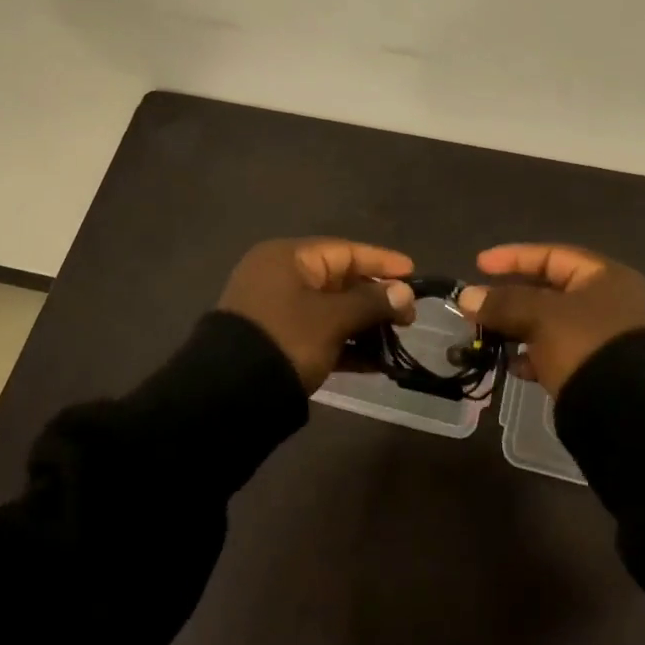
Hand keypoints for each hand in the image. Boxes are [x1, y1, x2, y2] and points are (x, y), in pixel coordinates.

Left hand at [218, 238, 416, 392]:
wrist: (231, 392)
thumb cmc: (287, 339)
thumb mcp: (333, 319)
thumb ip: (371, 302)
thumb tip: (403, 293)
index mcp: (288, 258)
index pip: (345, 251)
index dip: (382, 262)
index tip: (413, 273)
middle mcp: (280, 277)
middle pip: (339, 280)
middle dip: (376, 297)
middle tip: (409, 315)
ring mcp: (276, 310)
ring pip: (331, 310)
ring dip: (364, 324)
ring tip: (397, 339)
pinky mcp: (277, 341)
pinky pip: (319, 334)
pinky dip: (346, 344)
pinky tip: (375, 362)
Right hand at [456, 244, 644, 395]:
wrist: (627, 411)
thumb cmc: (584, 345)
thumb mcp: (540, 317)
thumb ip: (502, 303)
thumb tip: (466, 297)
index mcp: (604, 277)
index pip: (551, 255)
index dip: (513, 257)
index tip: (479, 265)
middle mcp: (609, 302)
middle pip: (549, 290)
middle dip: (510, 298)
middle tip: (478, 306)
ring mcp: (604, 337)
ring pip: (550, 323)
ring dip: (517, 328)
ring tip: (488, 337)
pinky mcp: (597, 368)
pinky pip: (557, 352)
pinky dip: (533, 355)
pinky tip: (513, 366)